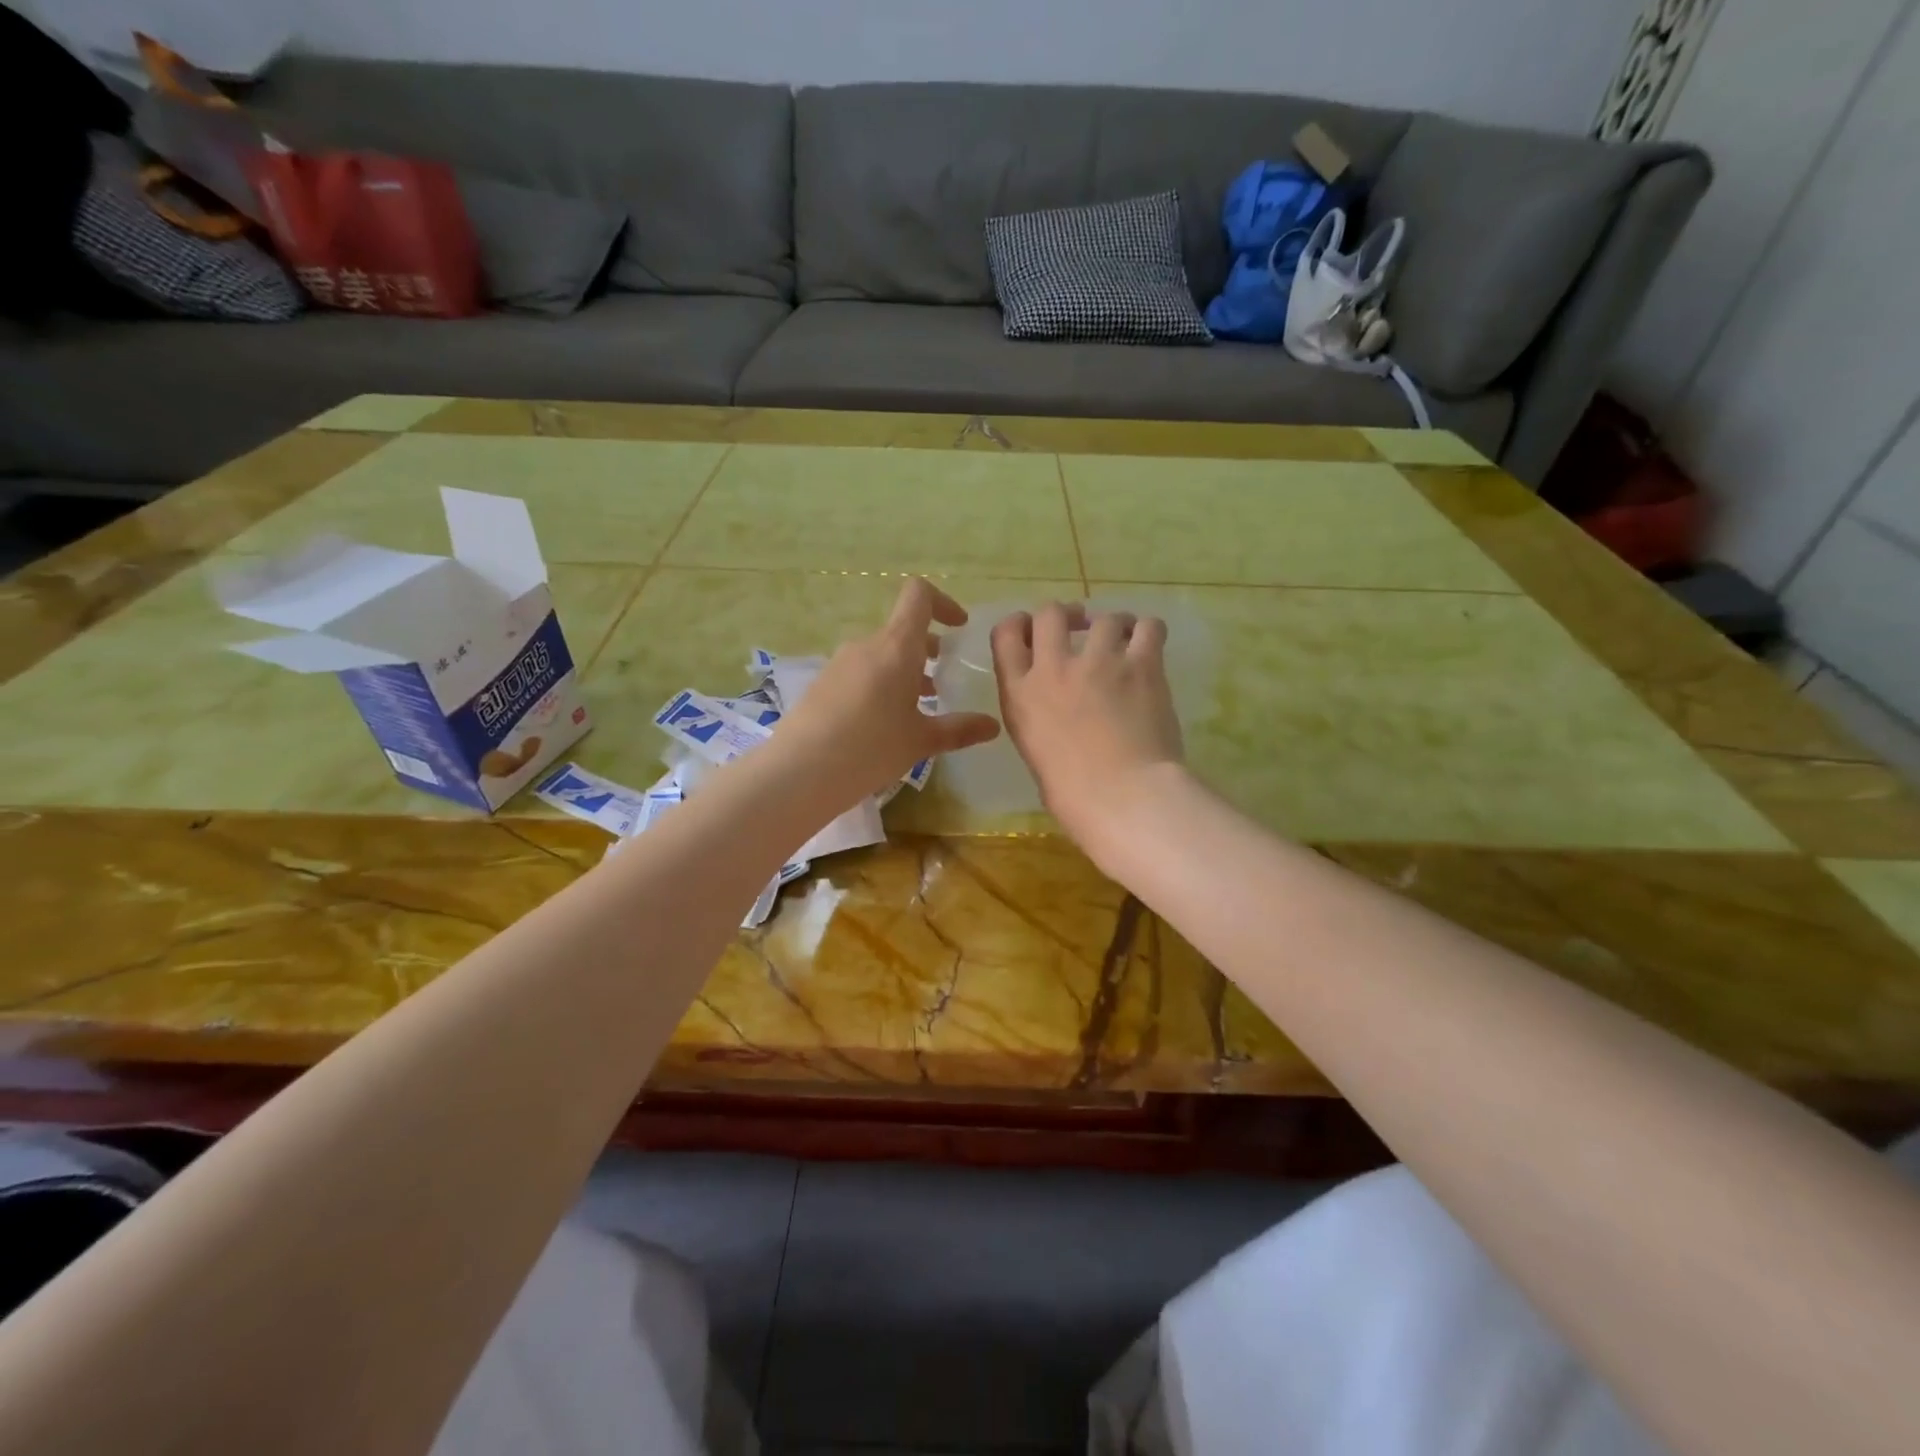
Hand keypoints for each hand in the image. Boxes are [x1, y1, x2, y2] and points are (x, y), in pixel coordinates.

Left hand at [776, 578, 1000, 807]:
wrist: (800, 771)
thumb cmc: (871, 748)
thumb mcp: (921, 741)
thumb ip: (959, 729)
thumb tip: (993, 726)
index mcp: (896, 646)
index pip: (919, 596)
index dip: (943, 603)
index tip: (959, 628)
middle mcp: (866, 645)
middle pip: (902, 630)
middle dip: (927, 650)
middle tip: (943, 684)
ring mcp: (839, 663)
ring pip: (881, 655)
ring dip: (904, 672)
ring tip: (918, 710)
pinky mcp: (822, 684)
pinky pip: (861, 673)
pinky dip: (880, 686)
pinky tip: (884, 725)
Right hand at [991, 602, 1184, 846]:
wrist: (1122, 797)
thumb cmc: (1072, 794)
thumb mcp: (1034, 750)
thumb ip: (1039, 717)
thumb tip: (1060, 711)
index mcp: (1020, 693)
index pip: (1006, 634)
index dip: (1020, 624)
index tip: (1034, 629)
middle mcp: (1054, 667)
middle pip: (1050, 612)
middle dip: (1065, 615)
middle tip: (1080, 626)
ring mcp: (1099, 662)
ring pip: (1104, 618)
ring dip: (1112, 625)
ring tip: (1123, 639)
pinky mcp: (1142, 665)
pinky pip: (1148, 627)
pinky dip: (1147, 630)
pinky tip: (1149, 644)